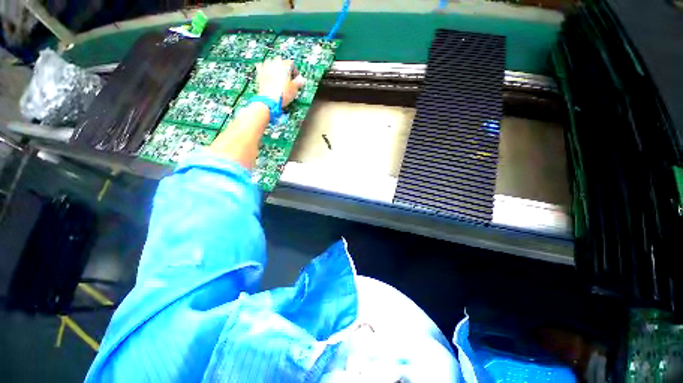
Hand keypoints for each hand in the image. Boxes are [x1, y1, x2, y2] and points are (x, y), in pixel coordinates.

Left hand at [255, 58, 304, 106]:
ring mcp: (265, 67)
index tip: (296, 79)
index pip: (291, 63)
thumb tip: (301, 79)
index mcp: (284, 65)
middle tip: (287, 78)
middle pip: (281, 62)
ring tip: (278, 77)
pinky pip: (261, 67)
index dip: (295, 72)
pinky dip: (265, 70)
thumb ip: (299, 82)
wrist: (269, 100)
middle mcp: (274, 63)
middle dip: (284, 69)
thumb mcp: (295, 89)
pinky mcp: (259, 73)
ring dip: (275, 68)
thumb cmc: (282, 94)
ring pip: (271, 63)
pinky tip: (268, 75)